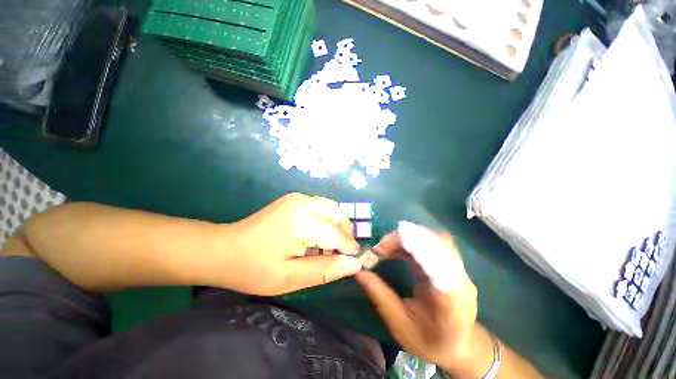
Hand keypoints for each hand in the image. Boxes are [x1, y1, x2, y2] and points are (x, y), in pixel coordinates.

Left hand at [212, 193, 361, 295]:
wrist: (223, 249)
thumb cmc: (253, 268)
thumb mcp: (289, 278)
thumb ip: (325, 270)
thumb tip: (352, 264)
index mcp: (302, 222)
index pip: (338, 234)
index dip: (349, 248)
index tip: (355, 262)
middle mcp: (303, 203)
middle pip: (338, 214)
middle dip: (345, 233)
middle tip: (340, 254)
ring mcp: (297, 198)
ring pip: (331, 208)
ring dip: (336, 226)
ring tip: (328, 246)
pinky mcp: (293, 199)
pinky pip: (320, 206)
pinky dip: (325, 220)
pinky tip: (316, 235)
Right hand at [355, 230, 478, 370]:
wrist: (459, 347)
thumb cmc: (430, 342)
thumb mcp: (400, 325)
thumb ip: (380, 296)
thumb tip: (359, 271)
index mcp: (450, 300)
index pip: (435, 261)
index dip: (410, 246)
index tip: (381, 249)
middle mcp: (459, 279)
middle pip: (437, 242)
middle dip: (405, 239)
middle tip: (380, 248)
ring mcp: (458, 270)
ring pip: (435, 238)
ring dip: (408, 237)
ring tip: (386, 248)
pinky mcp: (451, 264)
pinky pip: (432, 242)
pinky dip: (412, 241)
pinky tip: (397, 249)